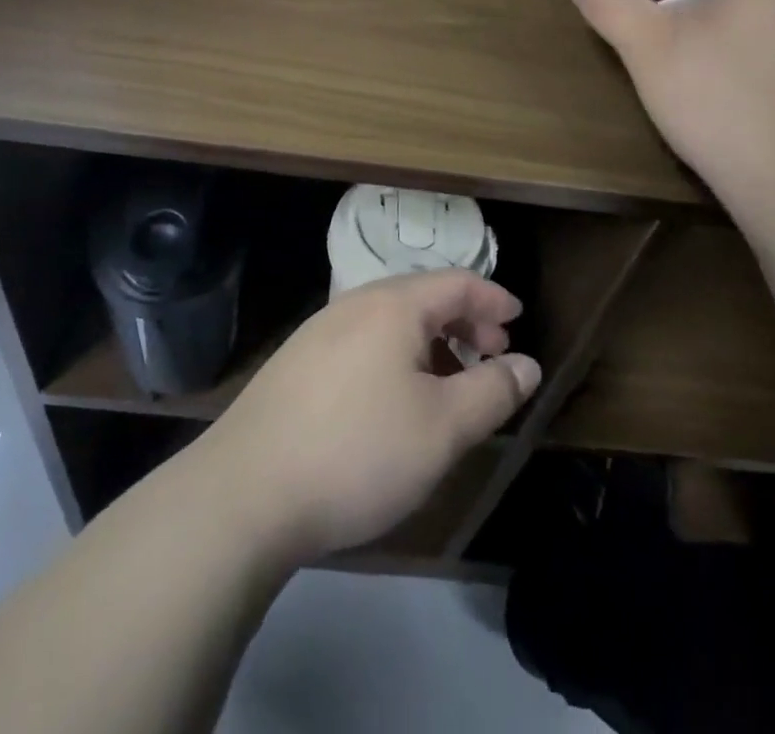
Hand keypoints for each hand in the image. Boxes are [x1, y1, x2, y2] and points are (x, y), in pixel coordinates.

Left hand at [194, 271, 541, 562]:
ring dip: (431, 342)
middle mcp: (355, 304)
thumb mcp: (443, 428)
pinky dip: (398, 356)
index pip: (457, 283)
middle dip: (465, 322)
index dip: (494, 299)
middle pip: (423, 296)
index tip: (520, 321)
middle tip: (492, 357)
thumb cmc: (358, 451)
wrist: (245, 492)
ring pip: (392, 321)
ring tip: (450, 383)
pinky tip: (395, 400)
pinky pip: (364, 342)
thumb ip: (493, 391)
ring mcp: (320, 331)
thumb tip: (528, 365)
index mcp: (393, 305)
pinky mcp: (297, 363)